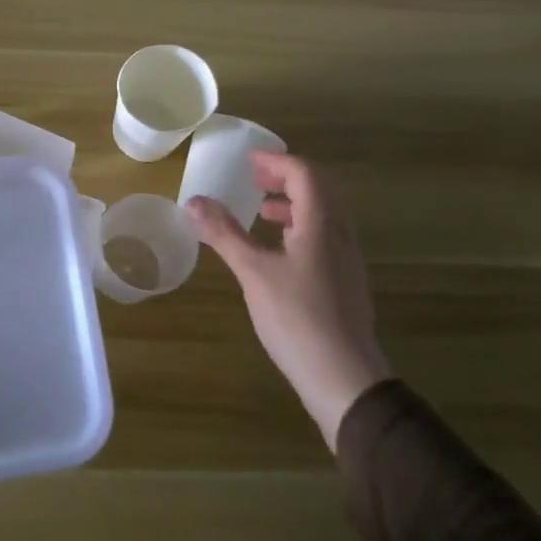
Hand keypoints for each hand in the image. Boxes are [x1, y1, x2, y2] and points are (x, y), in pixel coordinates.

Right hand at [186, 152, 392, 449]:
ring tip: (262, 211)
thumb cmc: (298, 318)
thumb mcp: (254, 273)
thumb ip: (224, 234)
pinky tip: (279, 251)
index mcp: (321, 224)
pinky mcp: (345, 282)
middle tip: (255, 179)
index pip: (305, 174)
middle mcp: (340, 234)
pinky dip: (301, 227)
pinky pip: (325, 236)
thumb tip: (192, 201)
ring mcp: (347, 260)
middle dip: (287, 177)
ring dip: (295, 203)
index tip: (248, 161)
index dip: (276, 161)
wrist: (345, 379)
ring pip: (325, 214)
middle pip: (320, 189)